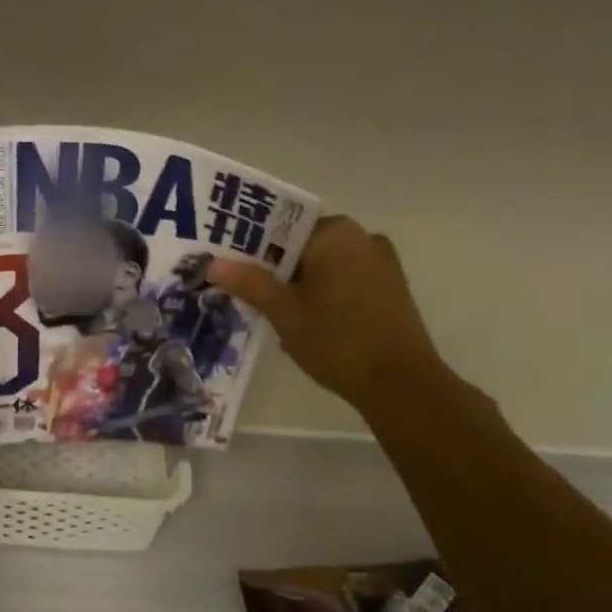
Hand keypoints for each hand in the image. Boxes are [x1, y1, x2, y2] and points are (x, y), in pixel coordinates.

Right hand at [208, 217, 447, 407]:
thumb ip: (249, 282)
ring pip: (325, 266)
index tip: (232, 270)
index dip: (252, 249)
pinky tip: (310, 324)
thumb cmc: (336, 340)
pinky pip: (346, 280)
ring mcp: (381, 263)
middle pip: (303, 246)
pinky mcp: (391, 288)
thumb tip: (212, 262)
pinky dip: (324, 295)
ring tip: (276, 316)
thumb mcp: (284, 312)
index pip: (282, 228)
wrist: (400, 383)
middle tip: (249, 297)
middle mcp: (362, 237)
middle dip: (275, 270)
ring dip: (300, 285)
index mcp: (335, 233)